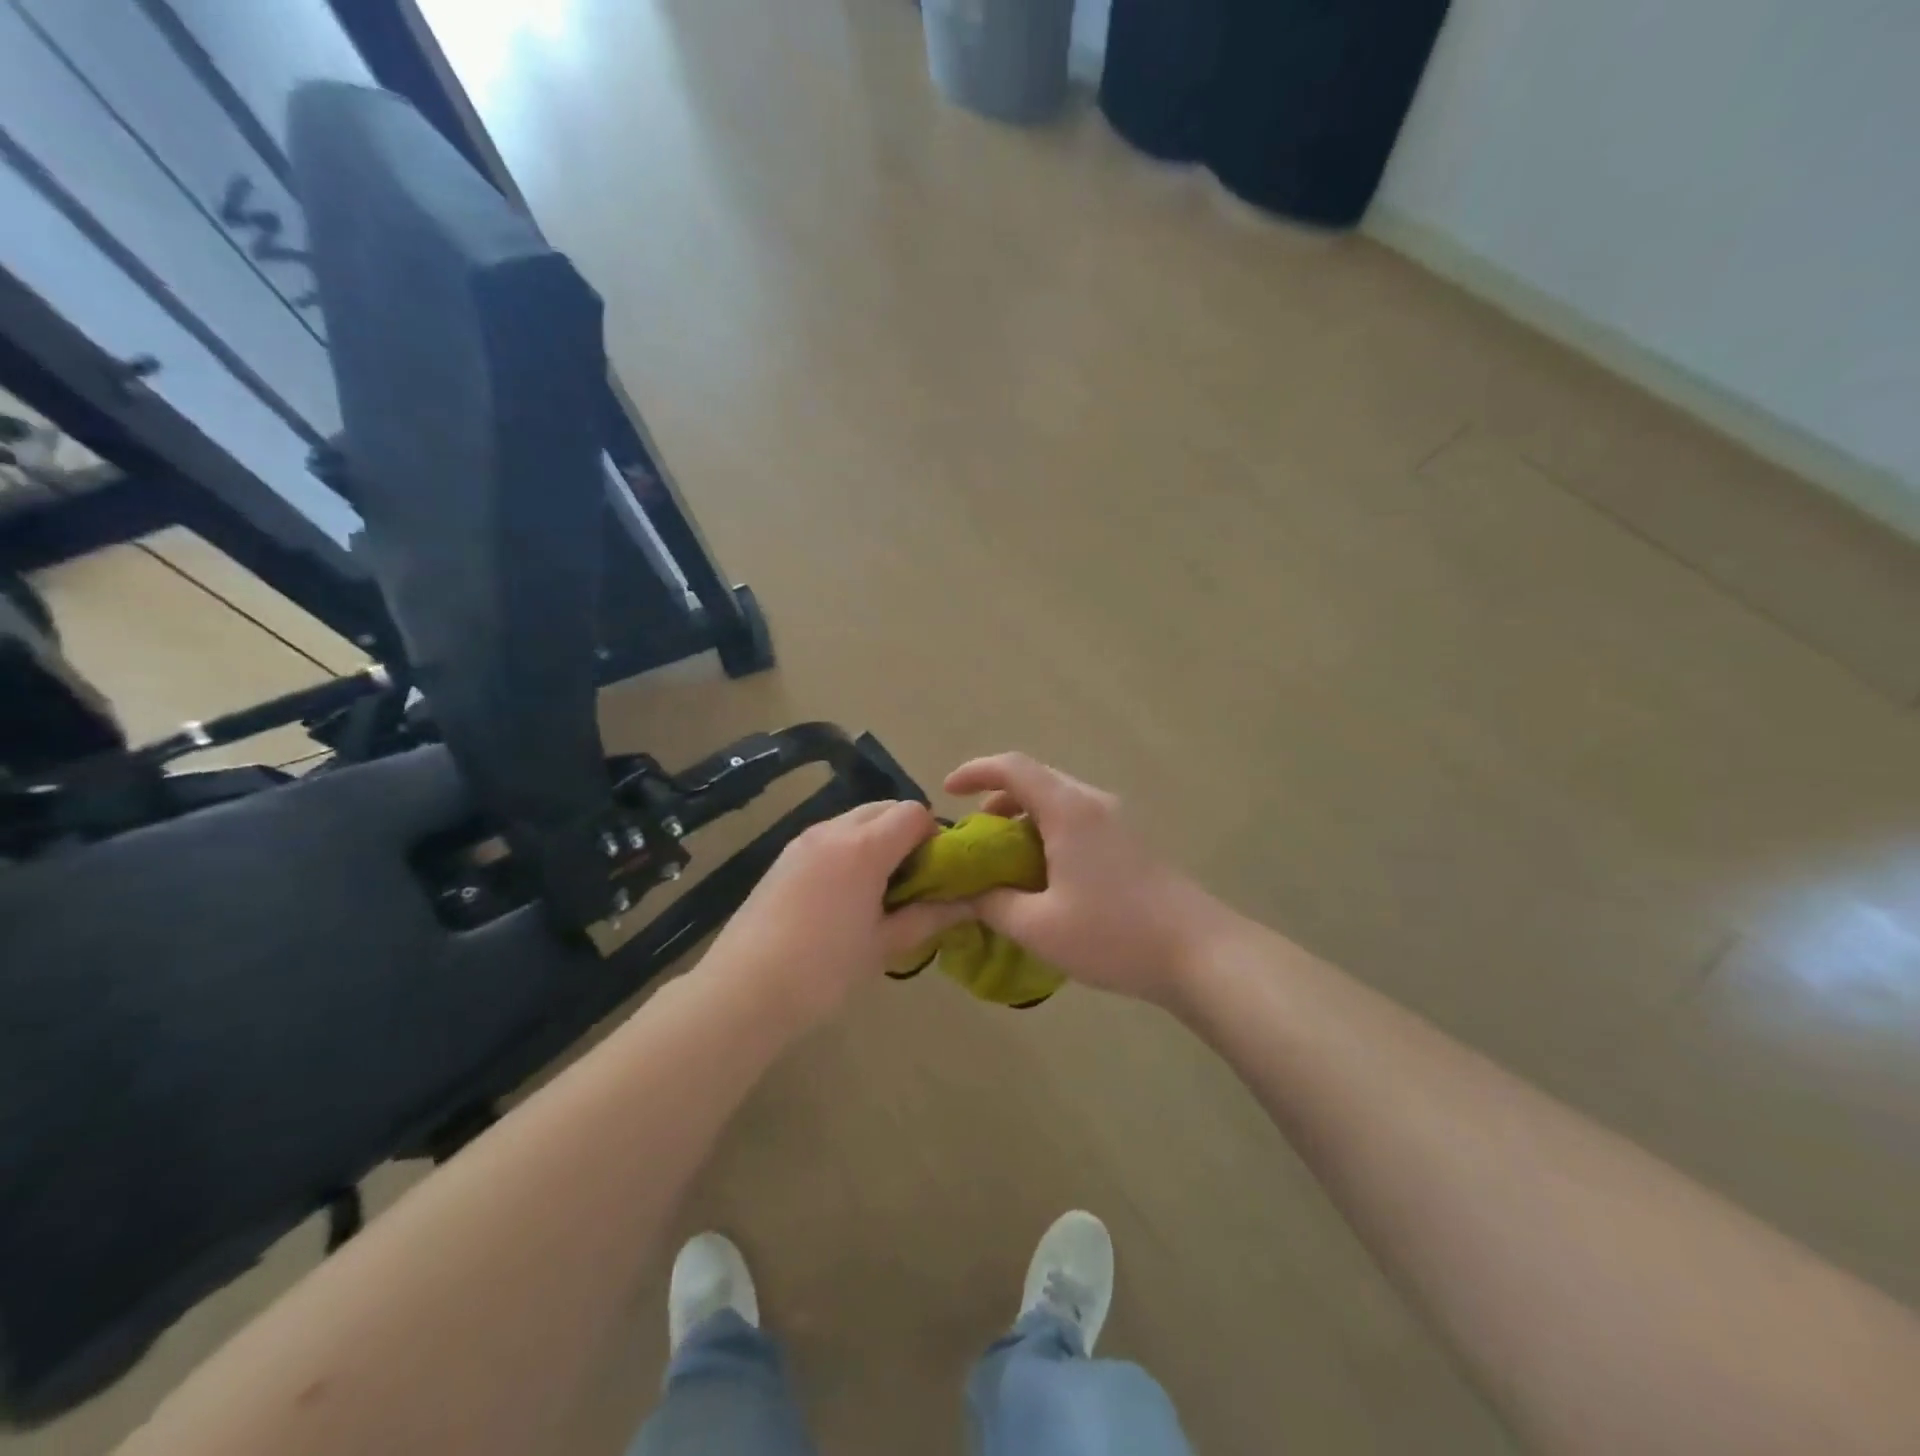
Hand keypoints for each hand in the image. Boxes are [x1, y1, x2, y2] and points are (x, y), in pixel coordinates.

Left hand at [698, 800, 970, 1028]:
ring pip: (855, 819)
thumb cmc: (823, 970)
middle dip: (906, 833)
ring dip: (877, 839)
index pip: (913, 812)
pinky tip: (844, 894)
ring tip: (877, 889)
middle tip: (911, 879)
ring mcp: (804, 840)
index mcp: (864, 847)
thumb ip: (929, 916)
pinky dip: (849, 849)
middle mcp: (834, 830)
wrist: (743, 990)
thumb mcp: (884, 945)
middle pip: (884, 808)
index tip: (936, 872)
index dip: (933, 836)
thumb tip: (969, 904)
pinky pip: (830, 836)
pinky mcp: (784, 856)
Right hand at [944, 753, 1230, 1005]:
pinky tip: (1046, 874)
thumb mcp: (1039, 928)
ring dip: (1026, 818)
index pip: (1013, 767)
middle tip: (975, 836)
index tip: (948, 791)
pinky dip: (1050, 832)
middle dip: (998, 799)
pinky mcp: (1133, 841)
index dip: (975, 771)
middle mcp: (1094, 802)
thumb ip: (994, 905)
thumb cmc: (1114, 934)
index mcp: (1069, 810)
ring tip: (1006, 859)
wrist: (1200, 953)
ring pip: (1059, 800)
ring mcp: (1118, 820)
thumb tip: (969, 894)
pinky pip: (1079, 819)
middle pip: (1037, 780)